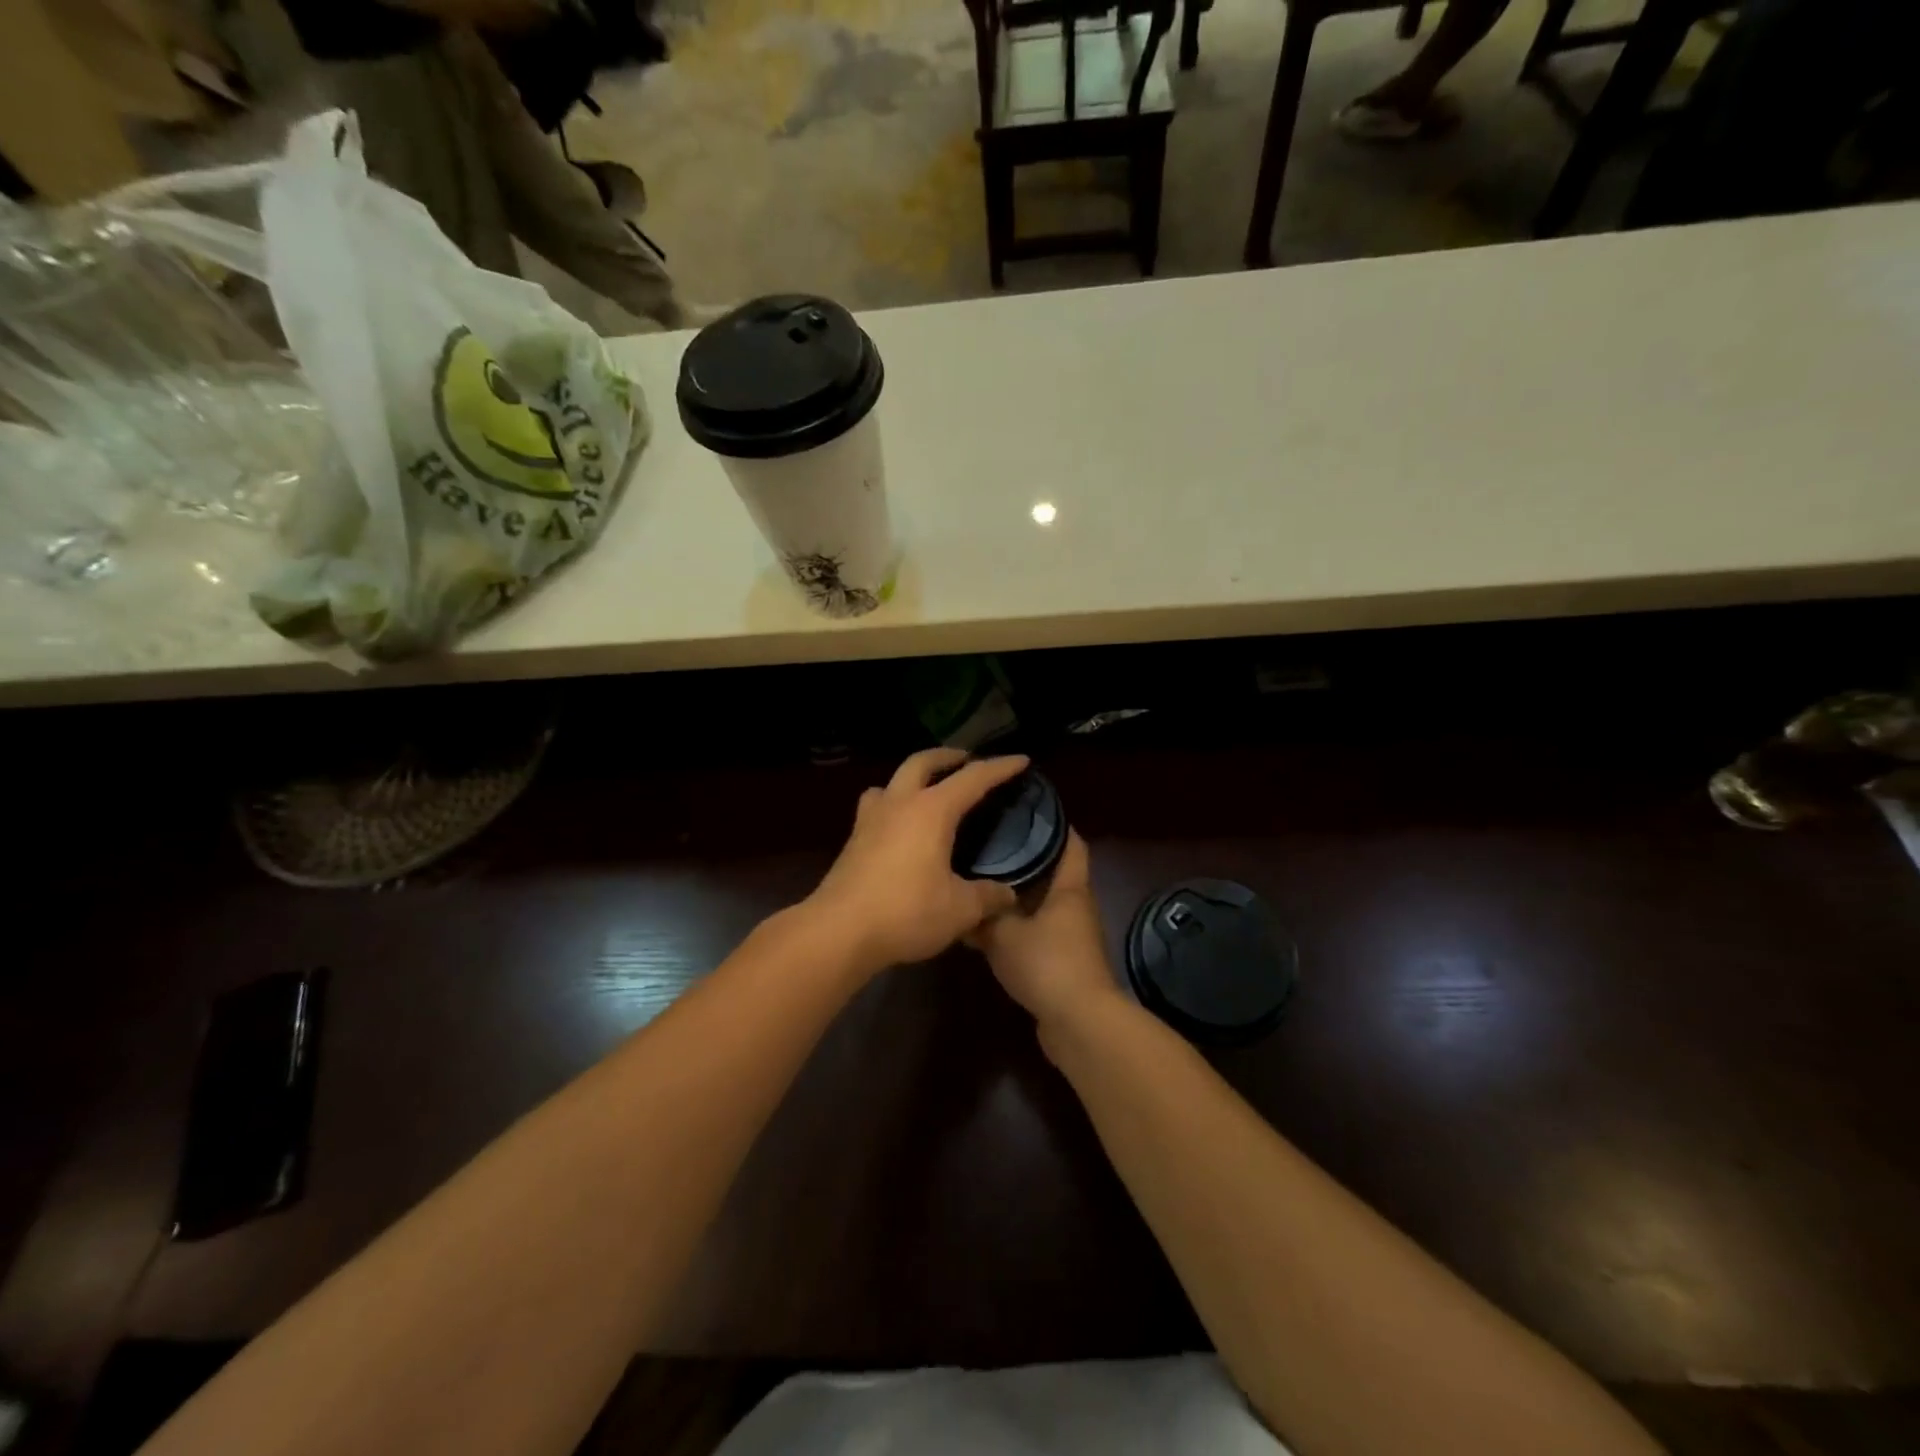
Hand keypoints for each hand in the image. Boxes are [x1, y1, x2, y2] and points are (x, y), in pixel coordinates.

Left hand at [805, 748, 1030, 975]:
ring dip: (914, 776)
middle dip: (948, 756)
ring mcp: (871, 819)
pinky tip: (899, 826)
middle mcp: (900, 803)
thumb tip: (1008, 895)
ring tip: (927, 789)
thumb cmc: (906, 912)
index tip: (1021, 761)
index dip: (1000, 768)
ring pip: (892, 780)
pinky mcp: (853, 839)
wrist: (838, 931)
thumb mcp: (959, 910)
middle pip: (922, 762)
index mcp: (932, 810)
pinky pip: (876, 805)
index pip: (973, 778)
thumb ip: (987, 897)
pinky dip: (893, 802)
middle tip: (967, 760)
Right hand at [969, 832, 1120, 1029]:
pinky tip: (991, 926)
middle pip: (1055, 871)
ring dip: (1020, 894)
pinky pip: (1040, 931)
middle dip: (1028, 856)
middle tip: (992, 841)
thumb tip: (962, 902)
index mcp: (1070, 888)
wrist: (1078, 1023)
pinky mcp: (1064, 961)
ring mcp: (1072, 935)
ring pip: (1044, 903)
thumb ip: (982, 916)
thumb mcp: (1003, 935)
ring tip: (984, 879)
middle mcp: (1076, 906)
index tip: (1028, 807)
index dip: (1055, 823)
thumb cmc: (1047, 963)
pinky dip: (1019, 925)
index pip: (1071, 843)